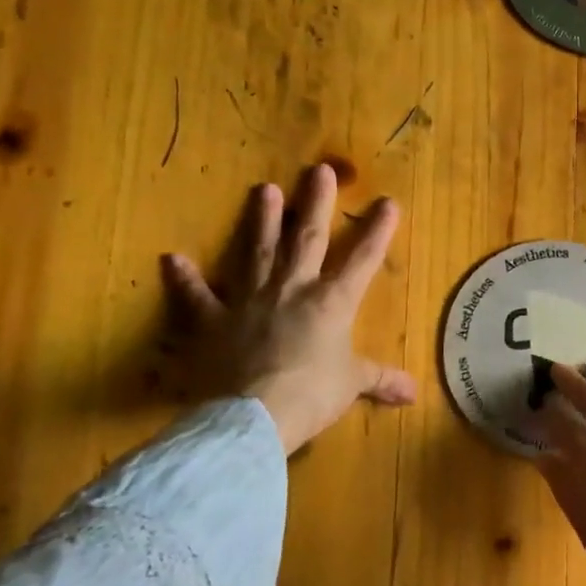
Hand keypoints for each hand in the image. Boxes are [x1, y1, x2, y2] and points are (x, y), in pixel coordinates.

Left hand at [162, 163, 415, 455]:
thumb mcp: (353, 385)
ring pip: (257, 252)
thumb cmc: (313, 395)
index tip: (388, 202)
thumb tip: (413, 393)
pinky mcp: (213, 321)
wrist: (256, 414)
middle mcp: (292, 290)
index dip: (377, 232)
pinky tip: (171, 258)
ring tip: (264, 188)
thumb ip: (381, 380)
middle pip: (307, 239)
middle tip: (319, 170)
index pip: (361, 261)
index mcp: (331, 303)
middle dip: (316, 204)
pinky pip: (196, 297)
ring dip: (261, 220)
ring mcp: (249, 301)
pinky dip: (184, 279)